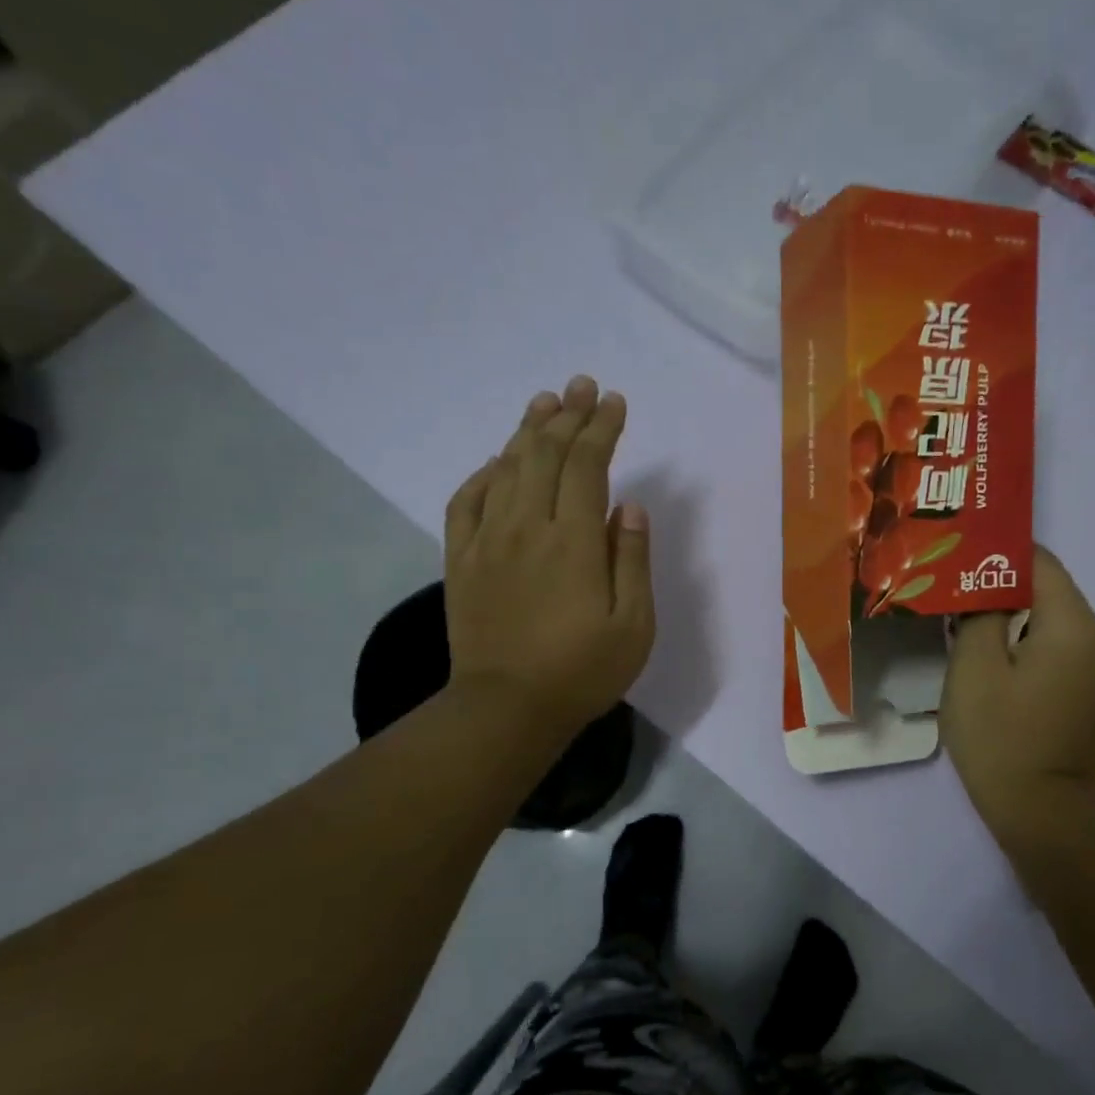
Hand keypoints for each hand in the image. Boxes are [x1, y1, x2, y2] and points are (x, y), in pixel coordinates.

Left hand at [441, 375, 654, 740]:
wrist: (506, 709)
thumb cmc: (582, 671)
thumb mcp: (633, 625)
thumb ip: (631, 560)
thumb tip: (628, 506)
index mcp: (573, 542)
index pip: (587, 466)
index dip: (601, 429)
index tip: (614, 403)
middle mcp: (527, 528)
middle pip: (545, 455)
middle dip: (567, 415)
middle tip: (582, 385)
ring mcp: (487, 541)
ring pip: (506, 469)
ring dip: (527, 431)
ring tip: (545, 402)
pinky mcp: (460, 560)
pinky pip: (466, 501)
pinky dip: (483, 474)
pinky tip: (497, 462)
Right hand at [940, 547, 1094, 859]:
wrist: (1042, 811)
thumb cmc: (1001, 738)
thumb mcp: (973, 669)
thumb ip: (978, 612)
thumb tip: (981, 584)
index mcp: (1074, 626)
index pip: (1039, 562)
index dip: (996, 551)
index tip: (956, 554)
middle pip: (1047, 587)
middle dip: (998, 581)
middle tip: (950, 581)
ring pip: (1049, 615)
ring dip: (1009, 610)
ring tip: (961, 611)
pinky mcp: (1087, 684)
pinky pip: (1054, 641)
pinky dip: (1023, 636)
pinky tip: (988, 646)